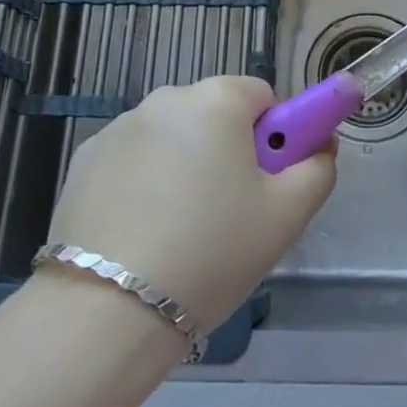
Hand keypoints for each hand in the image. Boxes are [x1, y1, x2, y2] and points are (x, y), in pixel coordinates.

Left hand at [44, 77, 335, 331]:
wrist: (109, 309)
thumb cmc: (212, 251)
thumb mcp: (286, 216)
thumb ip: (317, 168)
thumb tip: (320, 143)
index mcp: (217, 99)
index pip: (261, 97)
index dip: (274, 137)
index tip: (267, 183)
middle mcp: (166, 97)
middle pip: (215, 115)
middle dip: (228, 151)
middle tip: (229, 213)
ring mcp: (120, 126)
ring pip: (173, 138)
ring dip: (185, 165)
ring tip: (180, 231)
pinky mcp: (86, 158)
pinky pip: (134, 159)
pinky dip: (144, 182)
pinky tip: (141, 231)